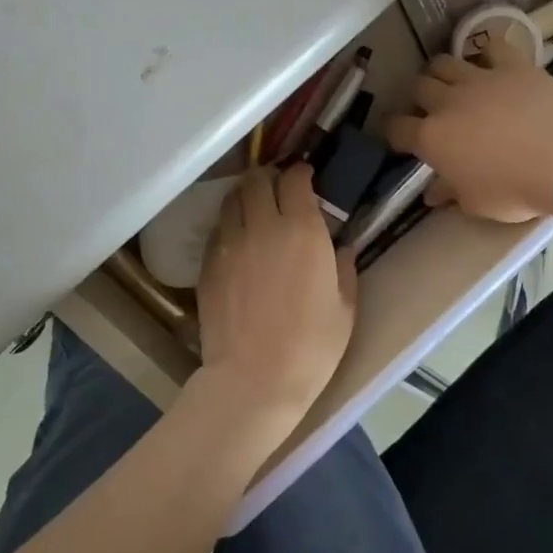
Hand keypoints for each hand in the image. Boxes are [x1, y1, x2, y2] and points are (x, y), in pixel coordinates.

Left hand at [194, 165, 356, 443]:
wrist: (253, 379)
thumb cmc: (311, 347)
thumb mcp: (344, 308)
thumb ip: (344, 269)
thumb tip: (341, 248)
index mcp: (303, 231)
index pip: (295, 180)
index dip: (300, 173)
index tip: (306, 177)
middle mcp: (263, 226)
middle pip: (257, 180)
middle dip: (269, 177)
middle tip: (278, 189)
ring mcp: (230, 244)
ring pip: (232, 199)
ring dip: (245, 196)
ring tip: (254, 208)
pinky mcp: (208, 264)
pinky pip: (217, 229)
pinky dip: (229, 224)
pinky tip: (237, 240)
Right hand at [386, 44, 552, 222]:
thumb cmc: (515, 189)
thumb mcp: (477, 203)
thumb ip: (451, 192)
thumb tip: (433, 193)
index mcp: (432, 138)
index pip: (396, 129)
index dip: (394, 132)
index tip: (400, 139)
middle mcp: (447, 102)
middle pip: (418, 87)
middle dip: (419, 97)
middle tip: (431, 109)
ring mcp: (479, 79)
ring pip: (444, 62)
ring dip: (443, 72)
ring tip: (453, 82)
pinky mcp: (512, 65)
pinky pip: (492, 47)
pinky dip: (488, 54)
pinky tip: (493, 63)